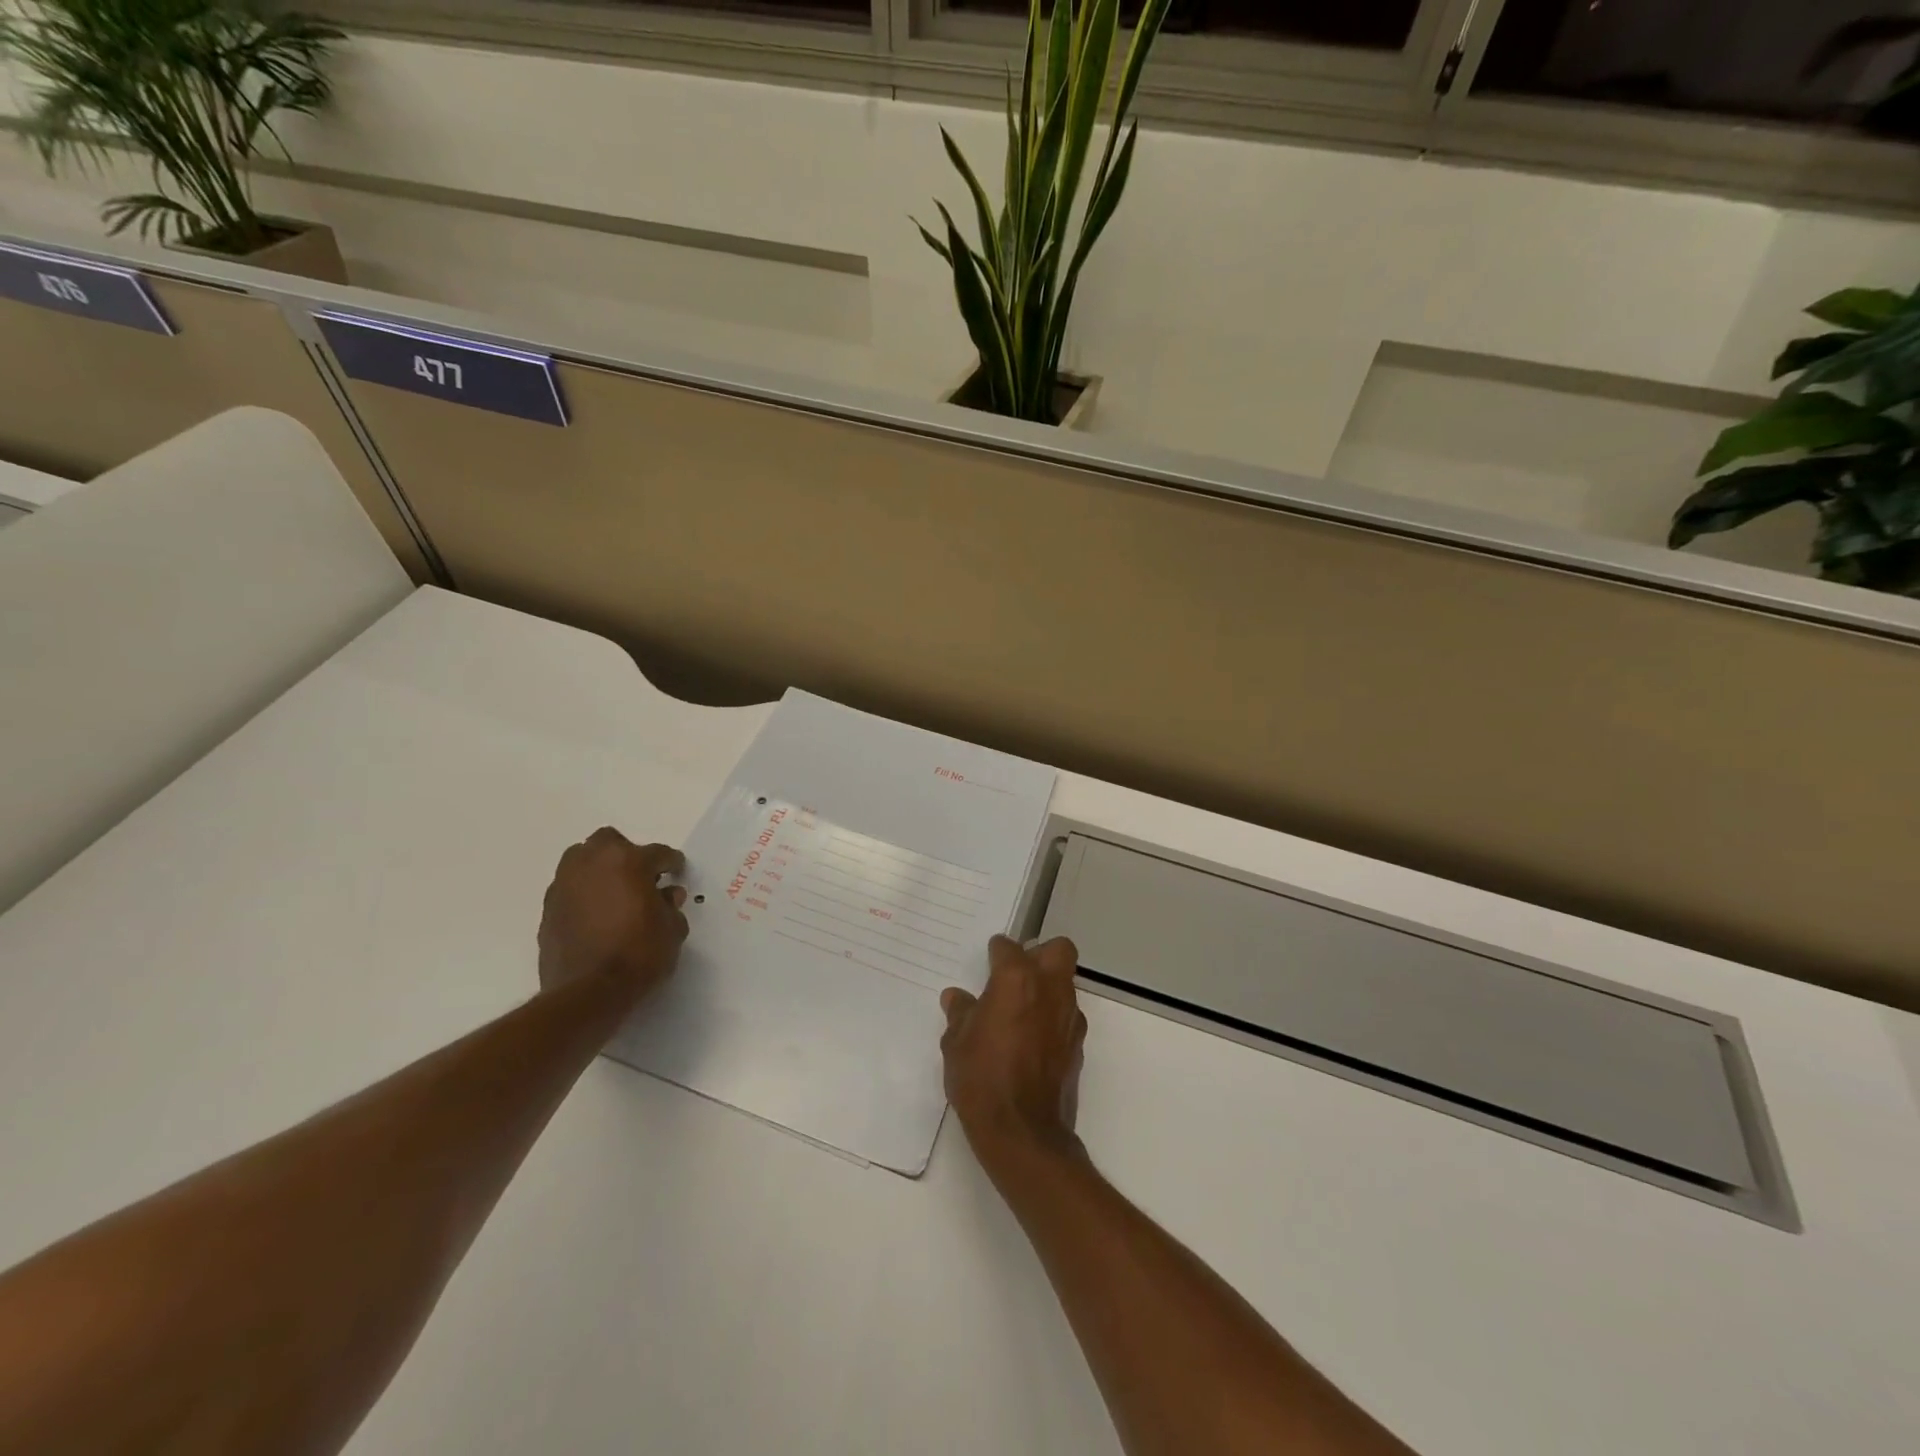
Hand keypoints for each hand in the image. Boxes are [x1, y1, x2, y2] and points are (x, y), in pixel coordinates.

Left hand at [537, 828, 688, 1004]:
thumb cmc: (640, 954)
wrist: (589, 992)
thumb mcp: (672, 929)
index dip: (671, 863)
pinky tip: (596, 916)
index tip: (677, 872)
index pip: (657, 853)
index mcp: (628, 860)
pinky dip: (583, 895)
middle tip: (640, 877)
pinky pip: (570, 890)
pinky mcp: (548, 909)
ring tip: (614, 894)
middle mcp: (592, 863)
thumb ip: (670, 905)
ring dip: (599, 871)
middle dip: (625, 854)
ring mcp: (565, 885)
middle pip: (609, 843)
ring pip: (581, 862)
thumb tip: (666, 894)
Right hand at [940, 935, 1087, 1170]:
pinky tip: (1032, 1040)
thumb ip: (960, 1014)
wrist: (1023, 1132)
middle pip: (1058, 950)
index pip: (1008, 947)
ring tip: (1021, 1011)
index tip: (988, 962)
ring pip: (1066, 983)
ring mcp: (1069, 1017)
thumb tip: (956, 998)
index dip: (996, 952)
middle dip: (1040, 954)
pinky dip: (1052, 1019)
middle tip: (1017, 974)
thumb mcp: (956, 1043)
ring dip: (1048, 987)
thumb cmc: (982, 1078)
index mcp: (1016, 979)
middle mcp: (1049, 989)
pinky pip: (1067, 1017)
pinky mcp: (1078, 1045)